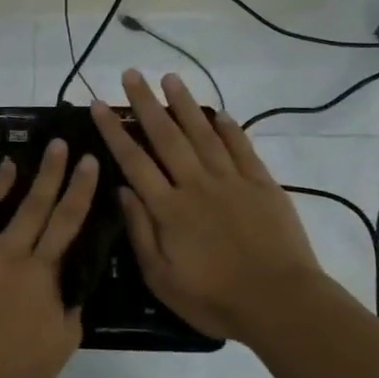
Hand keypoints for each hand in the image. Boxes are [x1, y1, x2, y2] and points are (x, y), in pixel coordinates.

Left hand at [0, 141, 99, 377]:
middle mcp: (5, 253)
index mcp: (39, 271)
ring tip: (6, 167)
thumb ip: (70, 305)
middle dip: (49, 170)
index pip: (67, 219)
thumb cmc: (20, 374)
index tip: (88, 159)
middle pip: (32, 202)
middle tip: (58, 145)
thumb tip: (66, 285)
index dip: (81, 187)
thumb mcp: (64, 341)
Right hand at [90, 69, 329, 341]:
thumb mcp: (162, 278)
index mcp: (169, 208)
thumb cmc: (214, 299)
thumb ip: (140, 231)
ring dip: (185, 105)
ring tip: (170, 78)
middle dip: (146, 103)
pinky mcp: (262, 185)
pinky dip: (229, 128)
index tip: (98, 105)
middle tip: (131, 74)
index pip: (134, 160)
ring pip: (203, 134)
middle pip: (166, 136)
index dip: (114, 131)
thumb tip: (122, 190)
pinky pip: (242, 148)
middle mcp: (197, 184)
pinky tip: (218, 113)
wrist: (280, 302)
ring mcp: (232, 181)